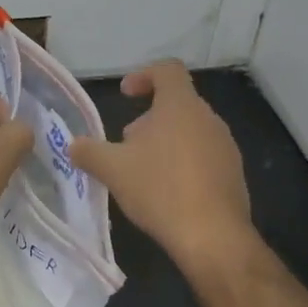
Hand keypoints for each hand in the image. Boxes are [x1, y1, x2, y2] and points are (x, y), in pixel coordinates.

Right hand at [70, 61, 255, 276]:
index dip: (144, 75)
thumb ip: (89, 152)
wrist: (213, 237)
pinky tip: (166, 193)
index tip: (126, 94)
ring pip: (190, 131)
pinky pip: (204, 156)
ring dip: (165, 142)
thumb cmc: (159, 189)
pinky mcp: (233, 174)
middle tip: (126, 144)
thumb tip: (74, 145)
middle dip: (148, 119)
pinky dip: (182, 164)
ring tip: (143, 171)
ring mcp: (225, 147)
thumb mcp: (112, 169)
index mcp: (180, 106)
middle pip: (177, 103)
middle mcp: (208, 119)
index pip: (167, 70)